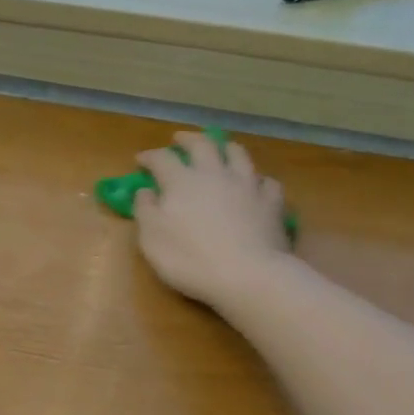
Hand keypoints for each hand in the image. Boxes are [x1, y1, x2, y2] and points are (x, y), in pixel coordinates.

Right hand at [134, 131, 291, 310]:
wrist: (248, 275)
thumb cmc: (191, 259)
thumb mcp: (152, 239)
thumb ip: (145, 210)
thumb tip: (145, 191)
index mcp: (182, 181)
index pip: (162, 159)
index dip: (150, 156)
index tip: (141, 159)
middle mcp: (215, 174)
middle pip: (202, 145)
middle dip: (188, 139)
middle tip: (180, 139)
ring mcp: (247, 185)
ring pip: (238, 154)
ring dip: (226, 147)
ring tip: (221, 147)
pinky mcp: (272, 202)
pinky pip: (268, 182)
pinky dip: (259, 180)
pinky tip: (257, 185)